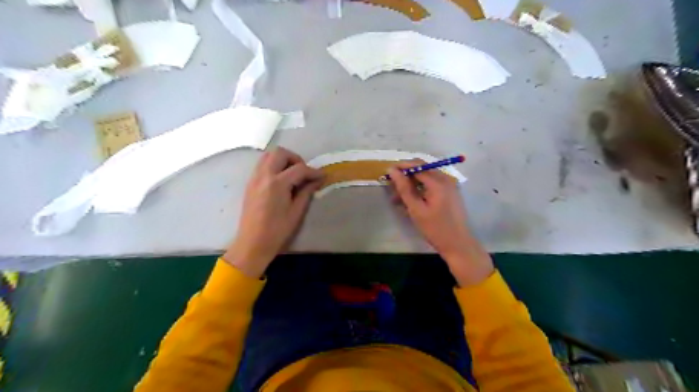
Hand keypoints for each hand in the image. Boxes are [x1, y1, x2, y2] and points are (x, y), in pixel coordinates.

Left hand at [222, 147, 323, 277]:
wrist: (252, 243)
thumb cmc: (277, 231)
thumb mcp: (296, 212)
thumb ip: (306, 192)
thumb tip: (316, 181)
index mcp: (277, 184)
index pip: (299, 169)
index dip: (313, 171)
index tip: (322, 176)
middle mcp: (264, 176)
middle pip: (280, 153)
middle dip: (295, 159)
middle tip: (304, 173)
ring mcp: (254, 178)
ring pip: (268, 156)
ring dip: (283, 160)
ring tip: (293, 175)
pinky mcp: (250, 183)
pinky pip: (262, 165)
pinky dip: (273, 166)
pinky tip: (281, 181)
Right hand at [387, 161, 495, 285]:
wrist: (458, 244)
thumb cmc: (435, 228)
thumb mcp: (416, 209)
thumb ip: (404, 188)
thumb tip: (393, 171)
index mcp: (438, 182)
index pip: (417, 165)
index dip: (401, 167)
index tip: (387, 173)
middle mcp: (445, 179)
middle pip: (422, 169)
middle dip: (406, 175)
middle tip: (391, 187)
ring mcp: (449, 185)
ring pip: (426, 177)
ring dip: (411, 184)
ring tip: (397, 198)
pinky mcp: (450, 192)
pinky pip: (432, 185)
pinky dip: (420, 189)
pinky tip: (411, 201)